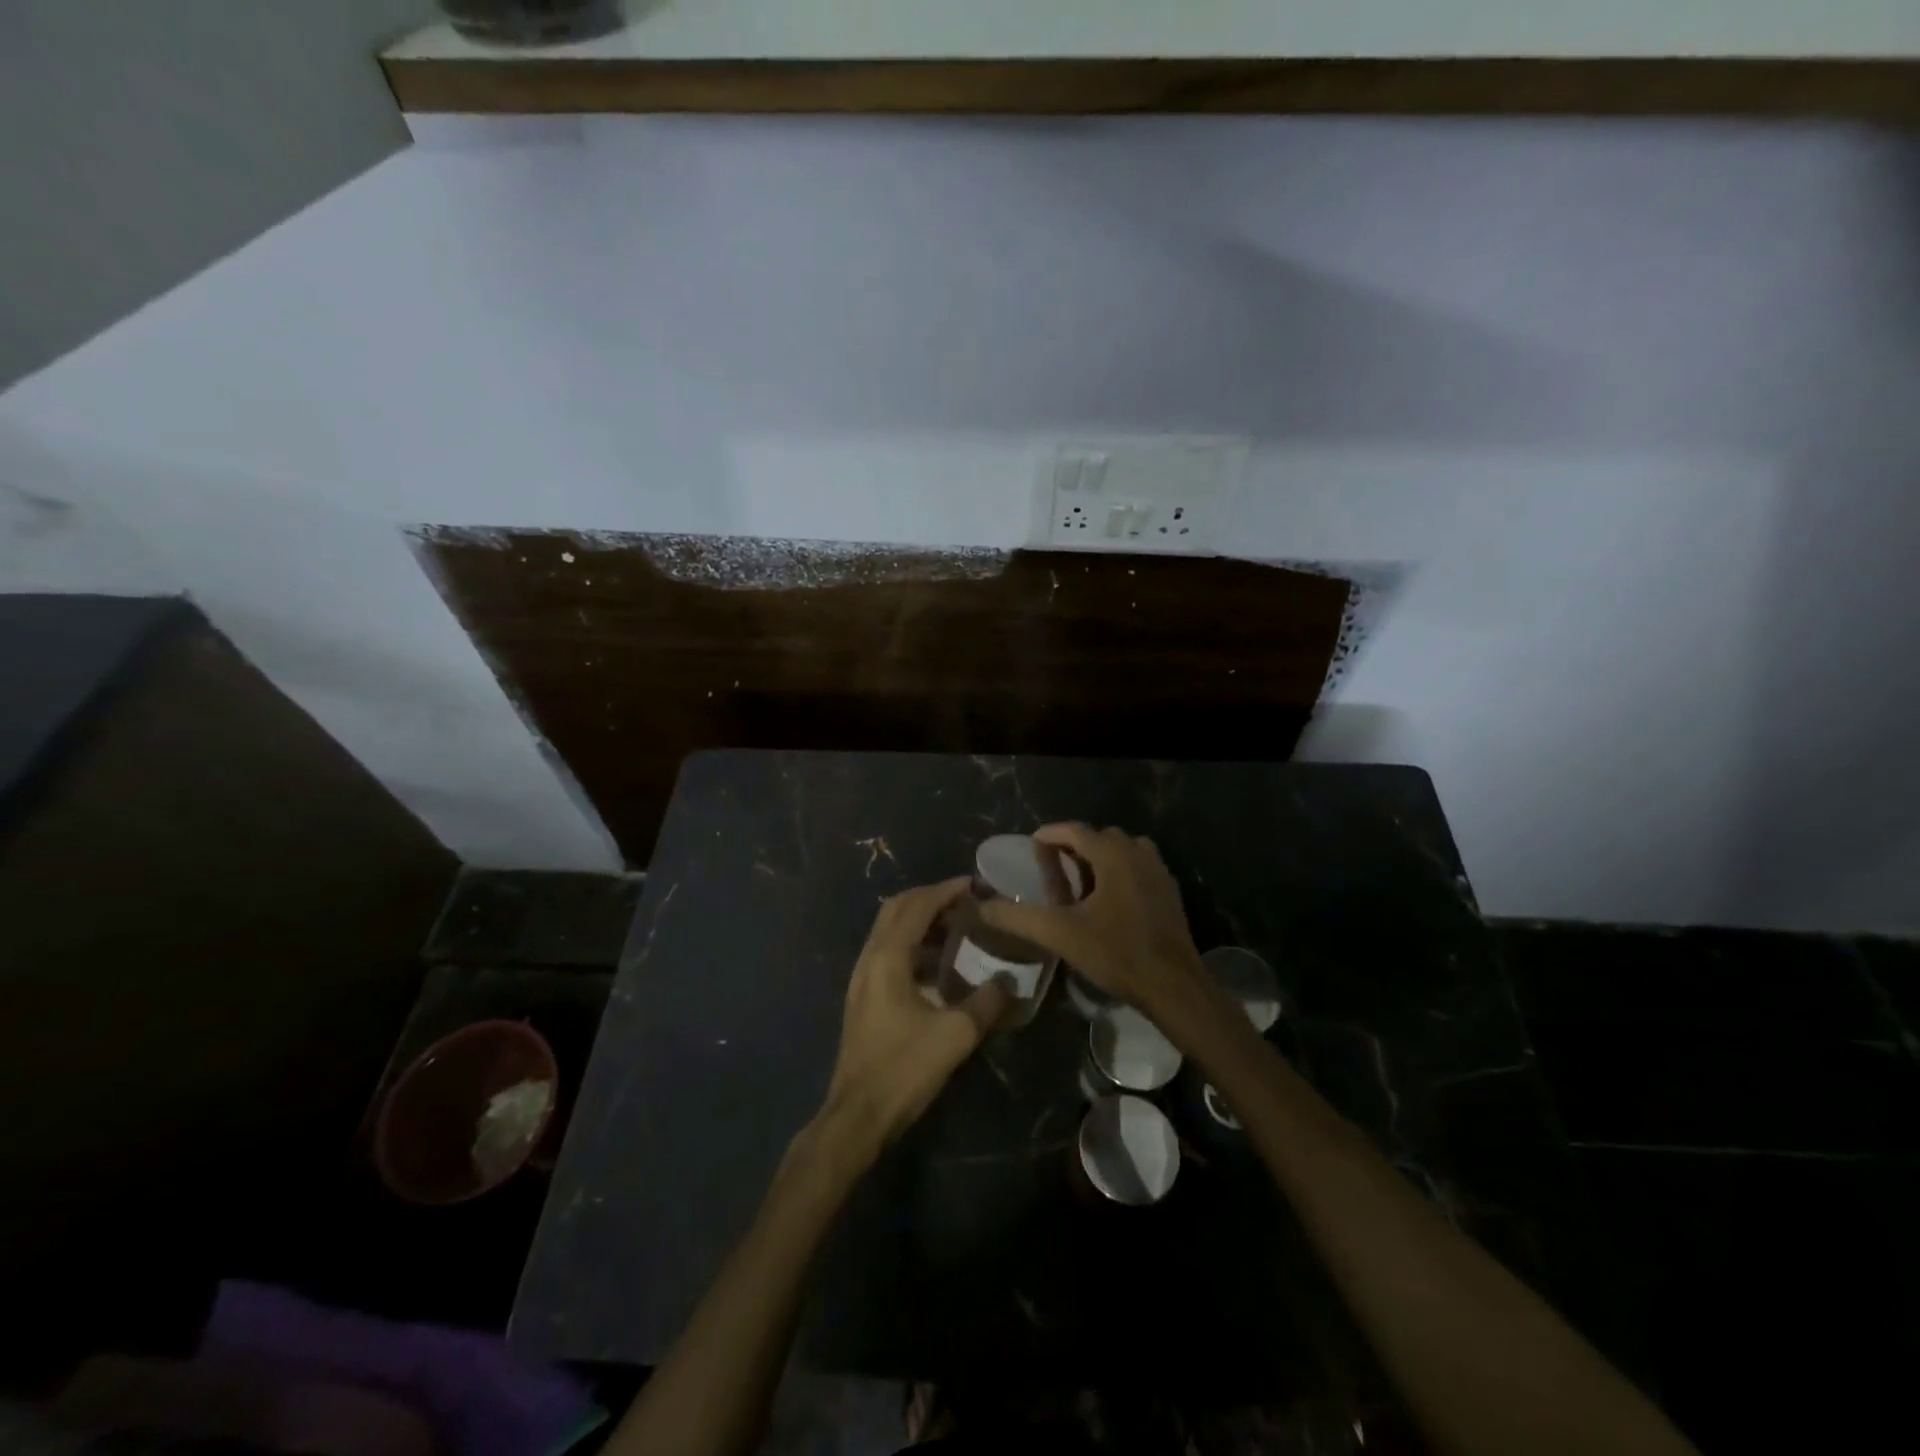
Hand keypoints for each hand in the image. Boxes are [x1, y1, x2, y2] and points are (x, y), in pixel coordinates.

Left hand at [818, 878, 1013, 1151]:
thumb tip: (1010, 981)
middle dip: (930, 898)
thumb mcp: (955, 1035)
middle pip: (897, 909)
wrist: (857, 1114)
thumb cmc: (904, 1069)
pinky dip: (912, 942)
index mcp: (888, 957)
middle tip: (965, 901)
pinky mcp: (863, 995)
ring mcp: (862, 977)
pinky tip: (936, 963)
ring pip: (889, 929)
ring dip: (920, 919)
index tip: (975, 884)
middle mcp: (870, 958)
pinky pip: (888, 951)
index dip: (946, 890)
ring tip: (956, 926)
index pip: (918, 906)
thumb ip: (986, 1002)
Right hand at [978, 823, 1207, 1017]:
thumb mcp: (1060, 934)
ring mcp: (1158, 870)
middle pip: (1099, 837)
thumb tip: (982, 906)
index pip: (1075, 830)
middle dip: (1075, 846)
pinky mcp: (1169, 891)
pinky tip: (1109, 900)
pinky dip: (1120, 871)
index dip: (1050, 834)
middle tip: (1053, 867)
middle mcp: (1138, 852)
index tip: (1032, 845)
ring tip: (1081, 882)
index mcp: (1112, 854)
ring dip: (1100, 858)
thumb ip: (1018, 917)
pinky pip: (1139, 867)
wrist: (1173, 985)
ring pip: (1122, 850)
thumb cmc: (1116, 953)